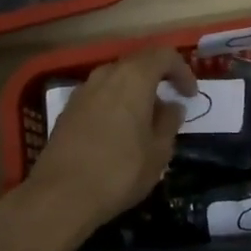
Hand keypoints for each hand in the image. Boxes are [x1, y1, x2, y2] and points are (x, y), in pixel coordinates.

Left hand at [32, 45, 195, 231]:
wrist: (60, 195)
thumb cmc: (119, 171)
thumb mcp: (158, 152)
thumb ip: (169, 122)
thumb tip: (172, 106)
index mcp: (134, 77)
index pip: (164, 56)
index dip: (182, 71)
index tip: (190, 95)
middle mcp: (107, 74)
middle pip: (138, 63)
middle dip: (158, 79)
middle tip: (170, 104)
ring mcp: (83, 90)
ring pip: (117, 79)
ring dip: (135, 92)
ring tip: (145, 121)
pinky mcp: (68, 109)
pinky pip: (100, 95)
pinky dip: (115, 103)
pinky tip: (118, 131)